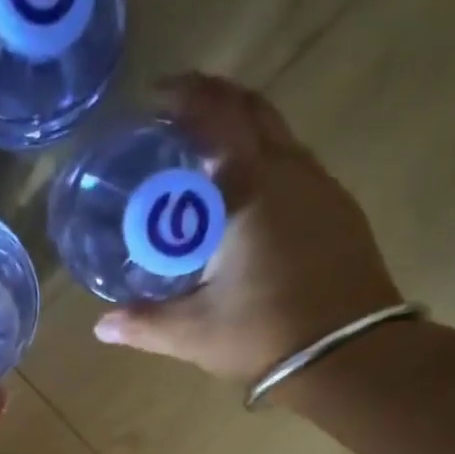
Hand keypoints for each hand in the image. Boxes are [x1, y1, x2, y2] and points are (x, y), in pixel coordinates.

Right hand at [94, 74, 403, 386]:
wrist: (352, 357)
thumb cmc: (266, 334)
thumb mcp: (194, 332)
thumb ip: (145, 323)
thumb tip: (102, 326)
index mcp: (252, 188)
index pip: (218, 116)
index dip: (187, 96)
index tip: (157, 96)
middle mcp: (292, 173)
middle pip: (255, 113)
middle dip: (216, 103)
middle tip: (180, 115)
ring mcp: (323, 191)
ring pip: (281, 140)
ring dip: (245, 136)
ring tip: (209, 161)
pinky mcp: (341, 215)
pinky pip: (298, 170)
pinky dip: (267, 166)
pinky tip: (248, 201)